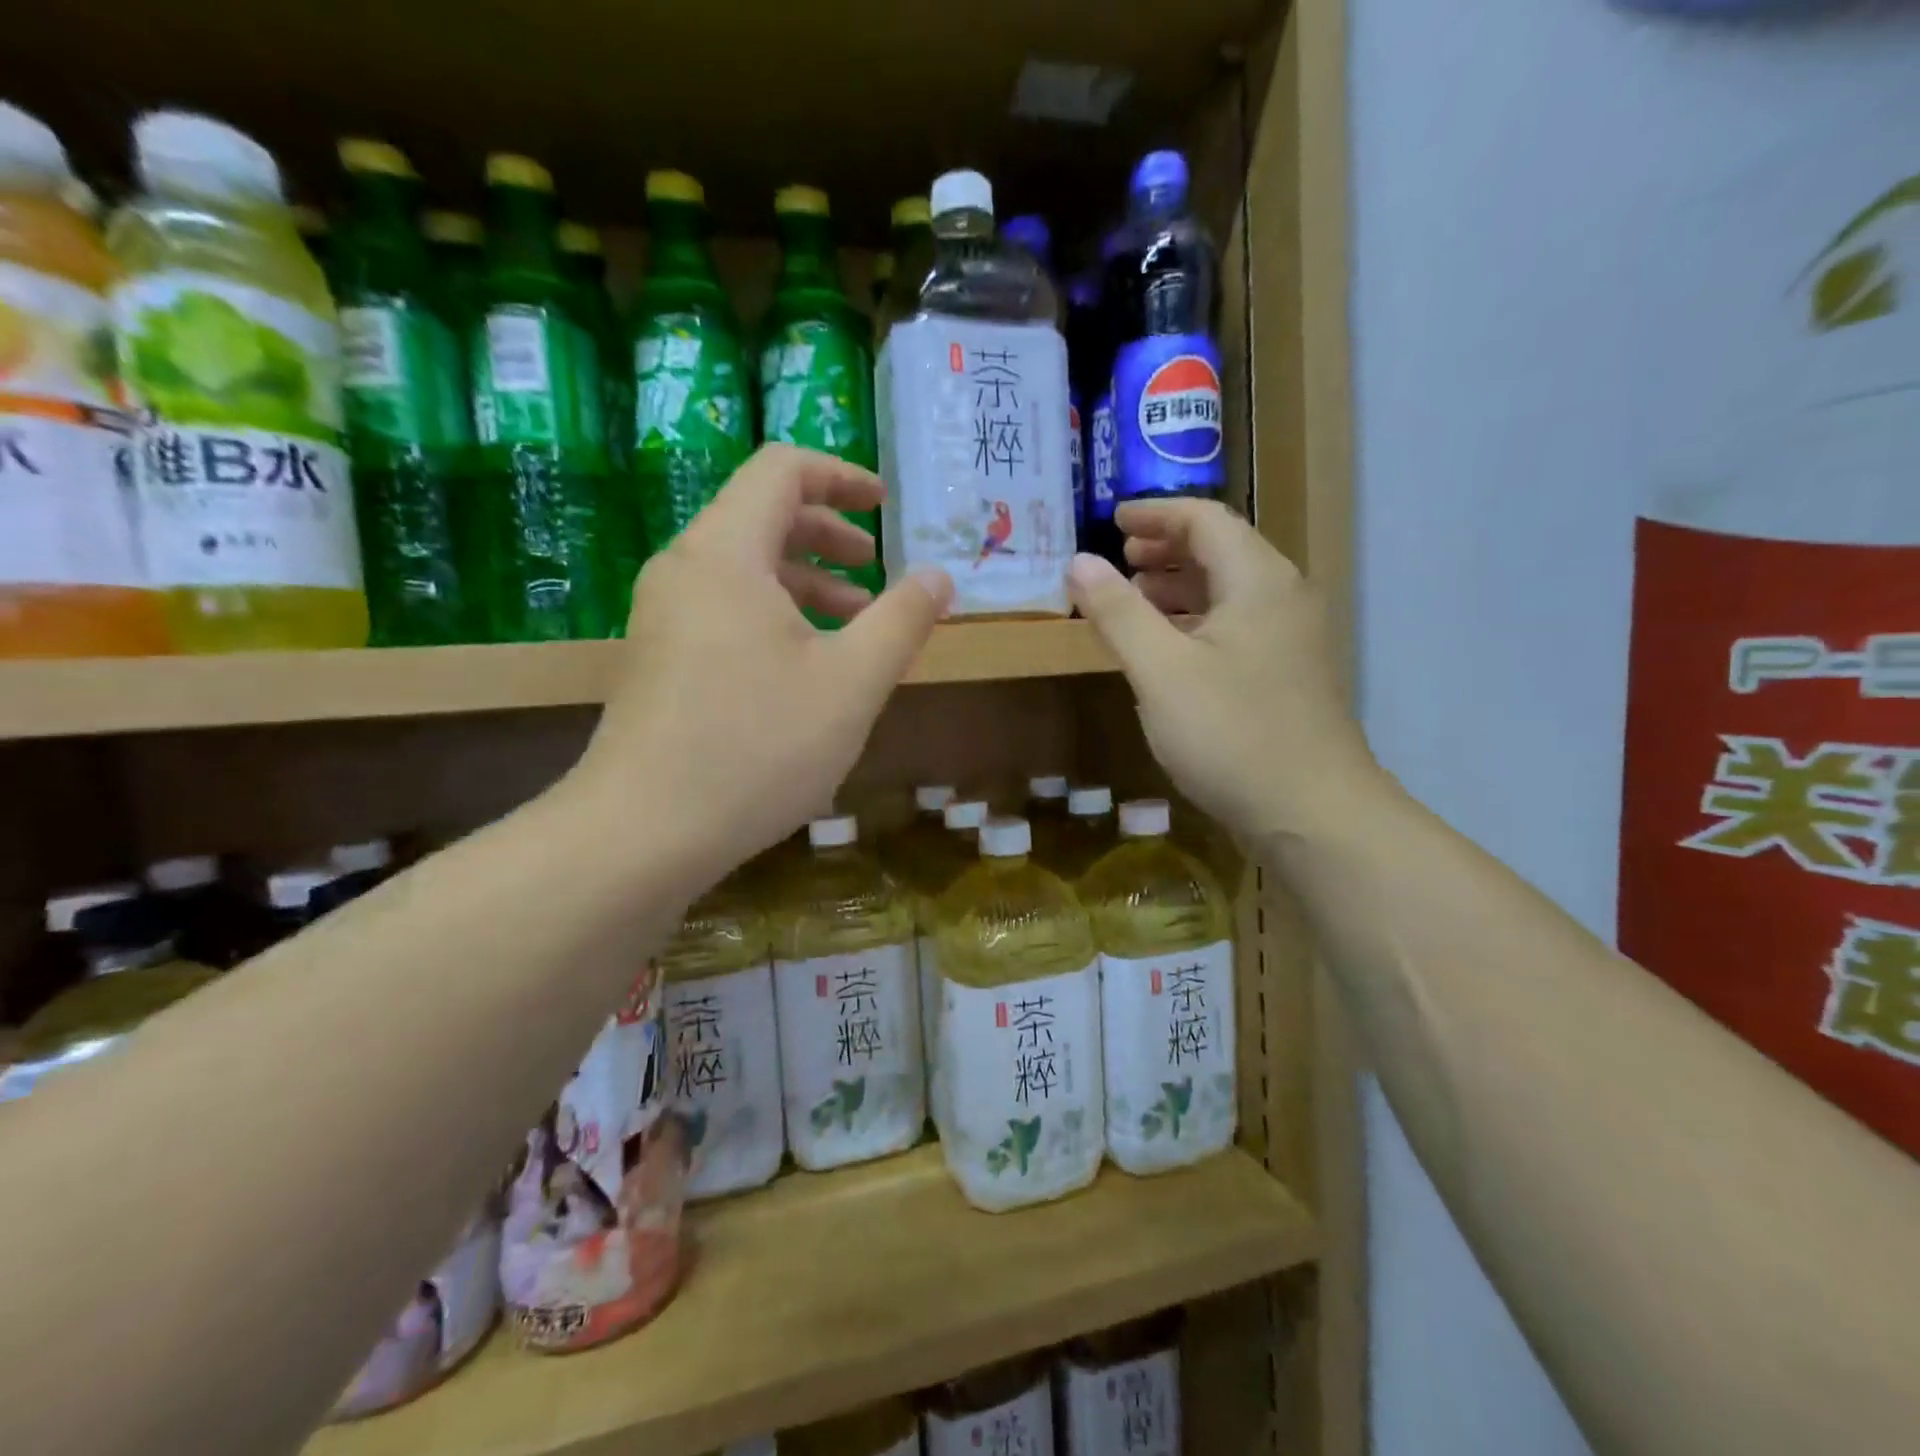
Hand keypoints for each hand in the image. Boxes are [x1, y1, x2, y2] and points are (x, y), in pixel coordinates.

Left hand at [572, 445, 951, 880]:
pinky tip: (808, 667)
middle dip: (828, 533)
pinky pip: (724, 609)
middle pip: (760, 516)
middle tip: (876, 568)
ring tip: (855, 622)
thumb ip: (902, 620)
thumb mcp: (852, 682)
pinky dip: (774, 615)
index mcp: (726, 552)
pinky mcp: (659, 659)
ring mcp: (663, 616)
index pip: (781, 470)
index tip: (886, 505)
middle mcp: (685, 569)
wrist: (643, 832)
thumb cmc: (757, 746)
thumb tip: (938, 575)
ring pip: (743, 569)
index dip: (841, 476)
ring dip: (805, 581)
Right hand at [1067, 499, 1383, 841]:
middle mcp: (1284, 598)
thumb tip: (1079, 562)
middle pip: (1223, 551)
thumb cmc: (1232, 734)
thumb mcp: (1160, 671)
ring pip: (1230, 593)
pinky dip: (1197, 624)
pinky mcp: (1289, 677)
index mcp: (1258, 580)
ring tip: (1134, 602)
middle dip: (1167, 550)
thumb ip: (1118, 612)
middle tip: (1120, 562)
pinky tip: (1167, 652)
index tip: (1112, 521)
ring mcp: (1292, 640)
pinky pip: (1237, 628)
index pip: (1206, 520)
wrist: (1313, 814)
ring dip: (1180, 588)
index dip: (1155, 514)